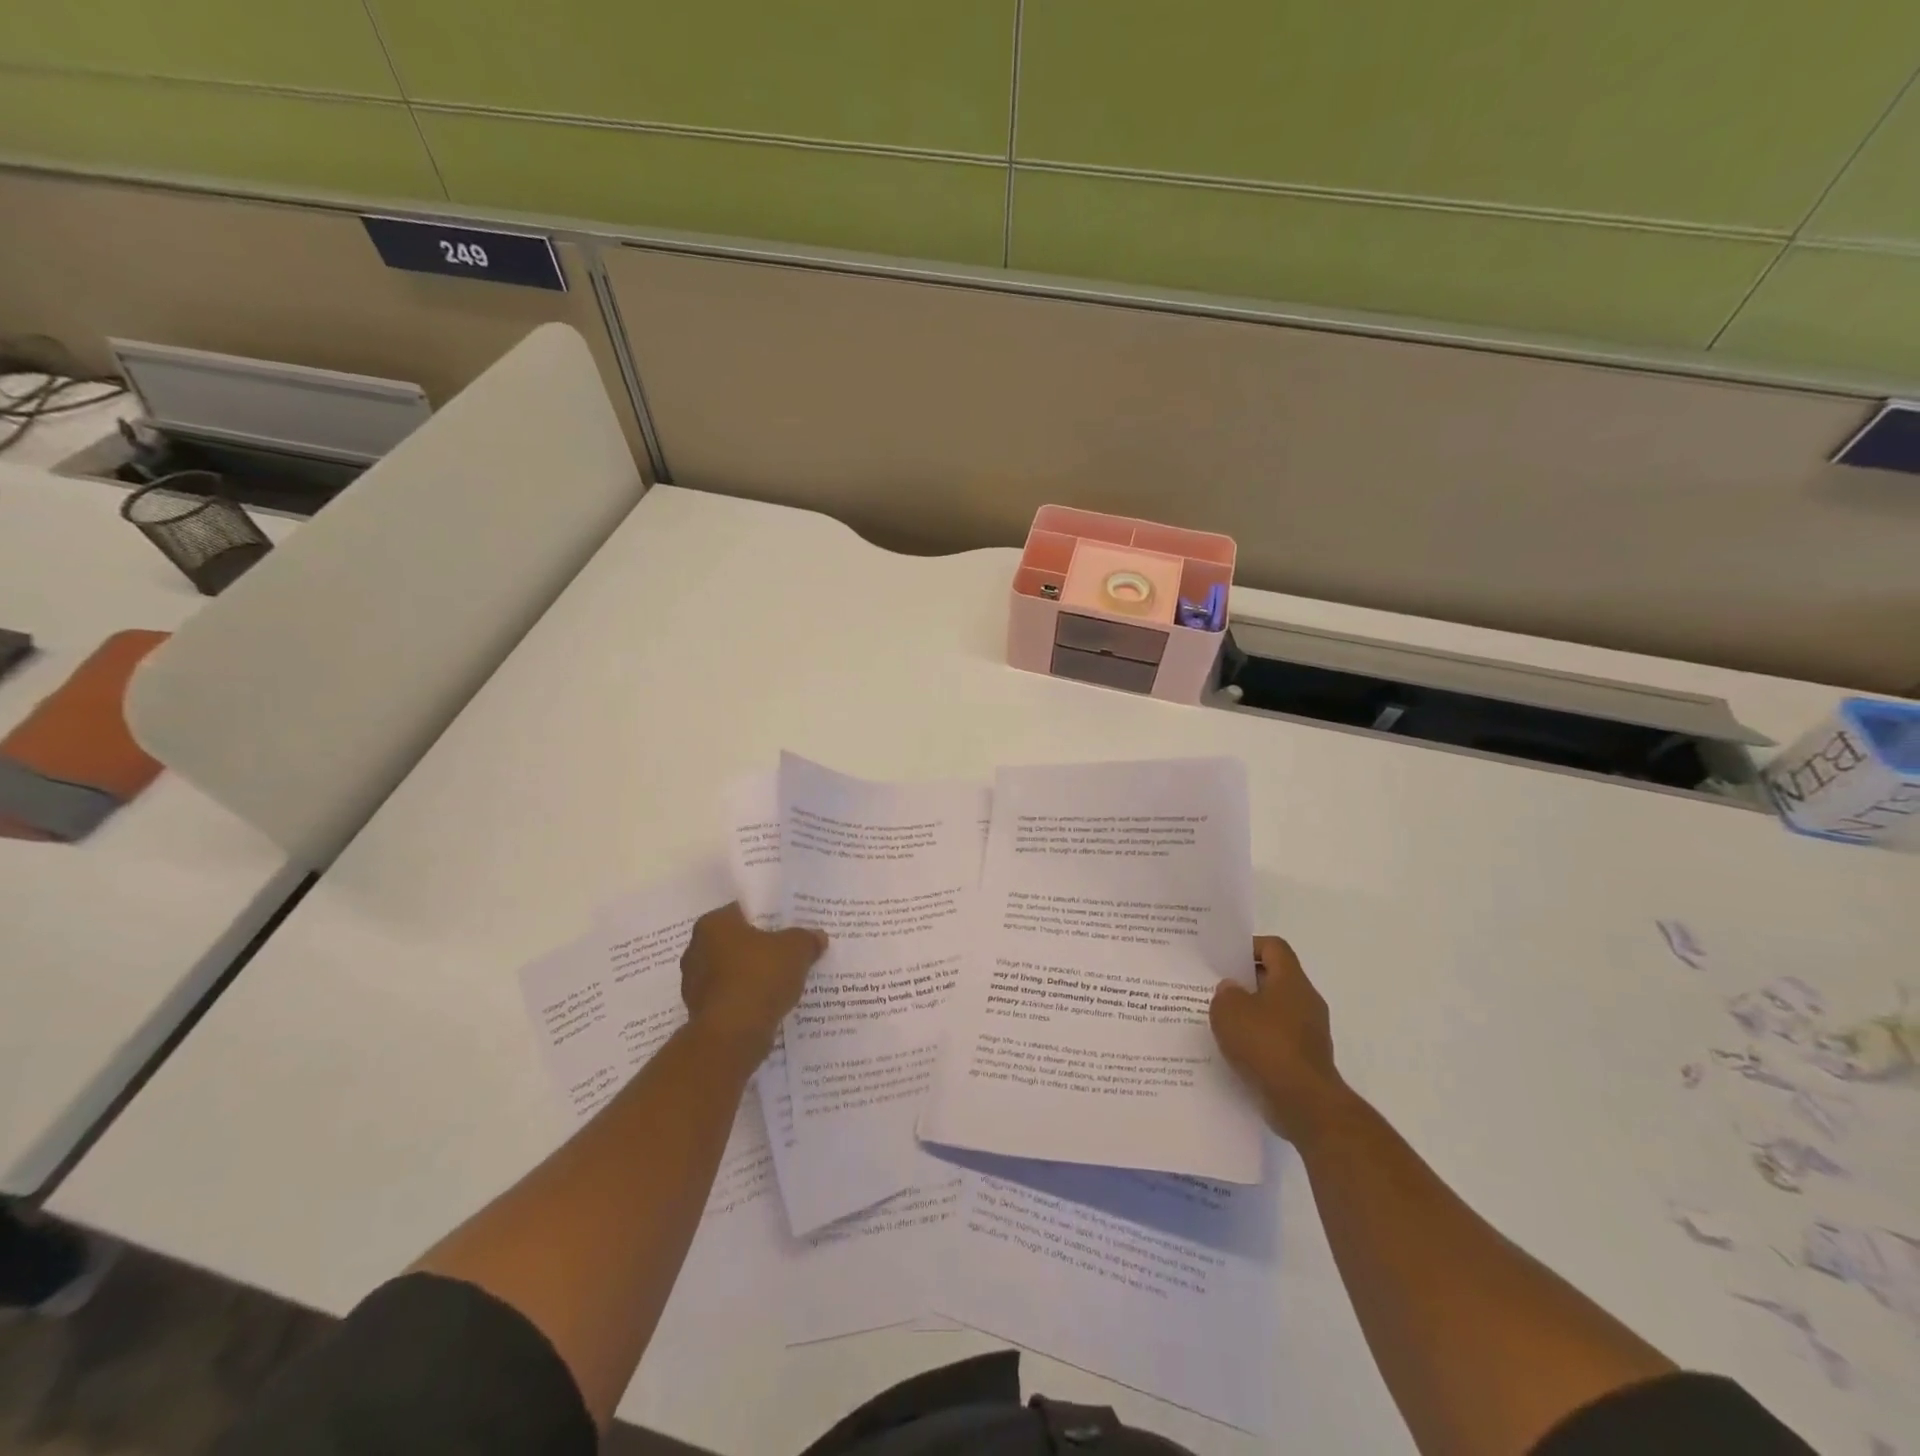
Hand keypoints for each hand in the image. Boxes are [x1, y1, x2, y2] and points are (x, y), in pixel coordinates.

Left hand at [680, 903, 826, 1062]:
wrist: (733, 1035)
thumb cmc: (759, 977)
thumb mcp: (796, 949)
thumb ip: (807, 939)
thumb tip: (817, 937)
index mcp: (713, 924)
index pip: (741, 911)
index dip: (767, 916)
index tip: (786, 925)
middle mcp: (696, 949)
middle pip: (736, 942)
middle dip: (759, 947)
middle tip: (787, 950)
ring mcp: (695, 984)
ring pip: (732, 972)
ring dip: (752, 975)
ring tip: (781, 979)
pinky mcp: (701, 1013)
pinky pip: (731, 997)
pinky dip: (747, 999)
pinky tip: (769, 1003)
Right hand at [1210, 936, 1351, 1143]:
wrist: (1304, 1104)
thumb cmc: (1266, 1045)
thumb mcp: (1229, 1010)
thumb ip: (1225, 993)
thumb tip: (1231, 990)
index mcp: (1292, 981)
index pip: (1274, 947)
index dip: (1249, 946)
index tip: (1225, 959)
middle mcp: (1306, 1002)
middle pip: (1274, 978)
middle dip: (1245, 982)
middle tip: (1215, 989)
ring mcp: (1309, 1033)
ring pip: (1274, 1011)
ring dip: (1250, 1014)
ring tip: (1220, 1022)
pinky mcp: (1305, 1059)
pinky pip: (1277, 1039)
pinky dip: (1258, 1041)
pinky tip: (1235, 1051)